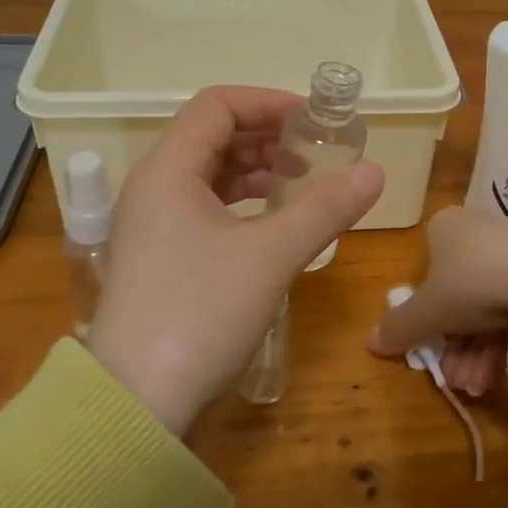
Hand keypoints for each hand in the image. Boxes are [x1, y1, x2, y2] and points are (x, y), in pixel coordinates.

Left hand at [86, 86, 384, 432]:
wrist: (134, 404)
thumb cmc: (200, 313)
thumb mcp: (271, 255)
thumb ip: (325, 207)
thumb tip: (374, 171)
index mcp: (169, 169)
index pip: (217, 105)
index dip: (268, 103)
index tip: (312, 121)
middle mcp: (154, 185)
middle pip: (213, 135)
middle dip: (267, 136)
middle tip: (315, 153)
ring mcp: (152, 222)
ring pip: (209, 172)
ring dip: (257, 168)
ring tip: (301, 184)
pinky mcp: (160, 254)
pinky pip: (204, 205)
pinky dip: (242, 201)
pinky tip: (272, 221)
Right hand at [368, 207, 507, 395]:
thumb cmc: (472, 282)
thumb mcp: (426, 310)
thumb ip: (398, 326)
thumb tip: (369, 341)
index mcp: (445, 228)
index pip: (426, 269)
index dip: (423, 311)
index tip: (426, 345)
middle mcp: (477, 234)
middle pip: (455, 296)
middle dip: (452, 344)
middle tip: (452, 376)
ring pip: (484, 309)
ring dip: (473, 353)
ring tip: (474, 384)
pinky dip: (500, 345)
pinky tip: (494, 376)